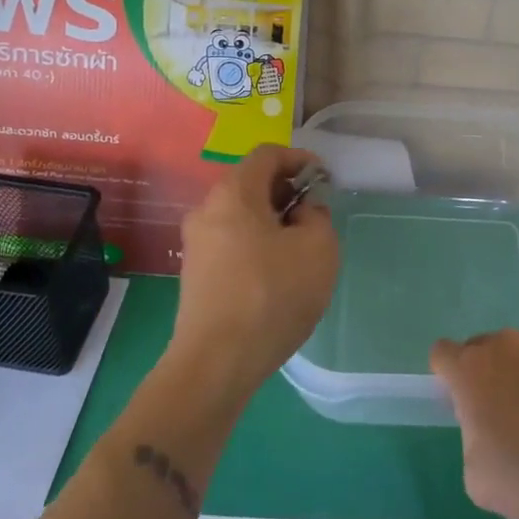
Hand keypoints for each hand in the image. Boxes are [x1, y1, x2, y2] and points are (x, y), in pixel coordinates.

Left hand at [170, 145, 338, 404]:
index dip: (300, 159)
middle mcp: (207, 209)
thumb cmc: (272, 295)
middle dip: (286, 192)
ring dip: (272, 221)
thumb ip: (318, 217)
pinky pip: (230, 242)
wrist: (216, 364)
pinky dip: (255, 244)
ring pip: (240, 215)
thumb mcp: (319, 249)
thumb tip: (302, 213)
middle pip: (251, 183)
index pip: (268, 154)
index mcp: (234, 192)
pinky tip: (276, 274)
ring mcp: (196, 244)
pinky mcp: (194, 275)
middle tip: (315, 214)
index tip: (324, 180)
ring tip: (300, 247)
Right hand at [431, 331, 518, 518]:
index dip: (448, 377)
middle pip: (484, 348)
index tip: (462, 403)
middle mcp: (504, 344)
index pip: (442, 354)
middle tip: (506, 414)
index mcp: (471, 370)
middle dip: (488, 374)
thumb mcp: (476, 476)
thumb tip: (484, 425)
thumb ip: (470, 436)